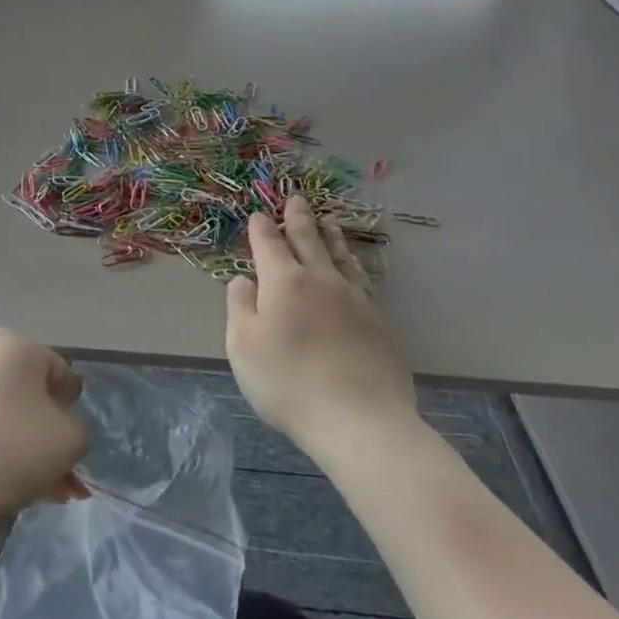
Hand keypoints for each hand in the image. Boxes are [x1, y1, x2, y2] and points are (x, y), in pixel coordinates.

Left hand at [0, 329, 89, 535]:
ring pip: (5, 416)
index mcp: (18, 344)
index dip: (70, 414)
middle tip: (59, 482)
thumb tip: (55, 431)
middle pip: (31, 396)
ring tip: (36, 495)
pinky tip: (3, 490)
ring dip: (25, 451)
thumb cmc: (9, 452)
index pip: (62, 375)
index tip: (66, 449)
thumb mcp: (70, 443)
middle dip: (48, 439)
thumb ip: (77, 432)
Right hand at [225, 196, 416, 452]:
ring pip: (339, 256)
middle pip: (308, 240)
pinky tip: (352, 267)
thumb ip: (240, 306)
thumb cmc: (288, 382)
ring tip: (327, 222)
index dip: (261, 228)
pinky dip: (352, 263)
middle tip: (297, 199)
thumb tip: (245, 280)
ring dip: (329, 236)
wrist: (359, 419)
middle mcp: (320, 280)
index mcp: (283, 282)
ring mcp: (354, 299)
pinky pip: (360, 278)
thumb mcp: (242, 346)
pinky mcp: (378, 321)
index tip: (258, 215)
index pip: (269, 244)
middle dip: (298, 218)